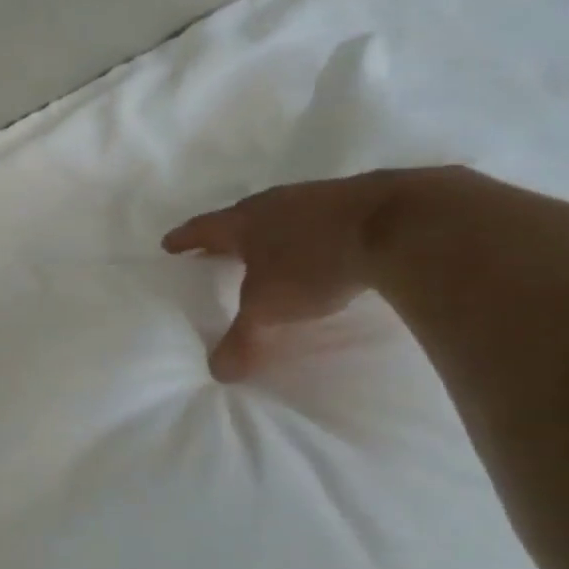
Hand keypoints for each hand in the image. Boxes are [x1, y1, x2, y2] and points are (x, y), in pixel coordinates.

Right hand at [162, 170, 418, 379]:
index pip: (204, 229)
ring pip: (283, 214)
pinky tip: (321, 245)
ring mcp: (318, 196)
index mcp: (246, 223)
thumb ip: (241, 339)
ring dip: (272, 230)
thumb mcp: (268, 309)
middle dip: (227, 234)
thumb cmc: (313, 264)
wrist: (398, 226)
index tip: (169, 244)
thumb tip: (217, 373)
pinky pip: (321, 217)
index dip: (185, 239)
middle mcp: (276, 203)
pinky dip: (311, 231)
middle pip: (242, 216)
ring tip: (269, 249)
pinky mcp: (359, 199)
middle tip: (216, 248)